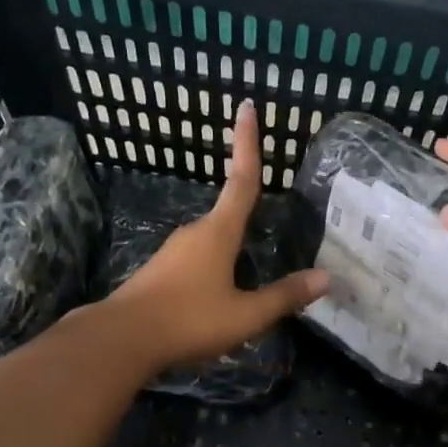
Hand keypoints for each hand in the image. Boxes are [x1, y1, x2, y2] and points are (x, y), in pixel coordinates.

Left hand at [108, 100, 329, 370]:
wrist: (121, 339)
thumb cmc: (188, 319)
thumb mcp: (245, 315)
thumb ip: (284, 296)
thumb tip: (326, 278)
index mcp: (219, 232)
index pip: (242, 180)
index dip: (247, 144)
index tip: (247, 107)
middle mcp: (195, 233)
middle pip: (228, 215)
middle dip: (248, 217)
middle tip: (269, 224)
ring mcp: (172, 252)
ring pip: (212, 243)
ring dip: (231, 254)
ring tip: (247, 286)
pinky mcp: (159, 272)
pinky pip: (196, 263)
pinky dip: (214, 272)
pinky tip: (217, 301)